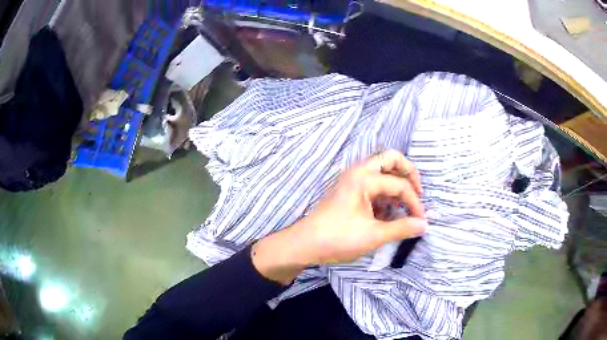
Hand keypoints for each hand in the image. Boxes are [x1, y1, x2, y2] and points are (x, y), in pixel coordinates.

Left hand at [252, 150, 427, 283]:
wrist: (305, 245)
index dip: (415, 202)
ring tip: (402, 208)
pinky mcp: (349, 191)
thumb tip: (424, 225)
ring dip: (396, 184)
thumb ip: (402, 228)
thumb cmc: (338, 238)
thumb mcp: (373, 235)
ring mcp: (352, 180)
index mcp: (364, 178)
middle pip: (390, 159)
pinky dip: (384, 193)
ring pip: (381, 171)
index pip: (400, 184)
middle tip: (417, 192)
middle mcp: (358, 172)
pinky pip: (373, 183)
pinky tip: (387, 213)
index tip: (421, 220)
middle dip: (408, 173)